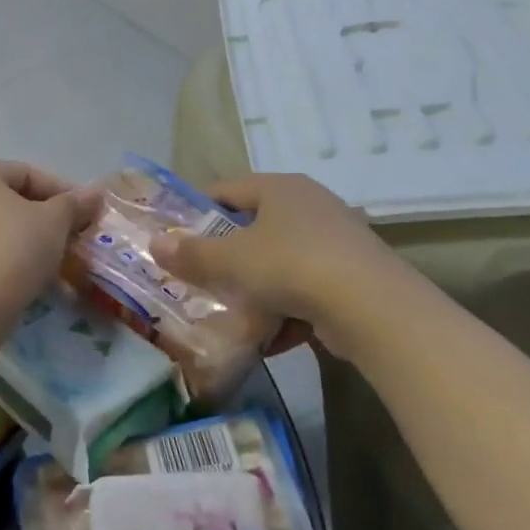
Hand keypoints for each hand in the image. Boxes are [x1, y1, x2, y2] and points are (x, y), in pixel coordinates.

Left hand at [0, 161, 100, 309]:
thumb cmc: (13, 248)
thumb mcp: (54, 222)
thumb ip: (74, 204)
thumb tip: (95, 193)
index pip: (25, 173)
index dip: (61, 191)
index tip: (85, 212)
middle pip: (6, 201)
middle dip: (42, 219)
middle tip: (70, 238)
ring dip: (23, 241)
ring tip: (51, 264)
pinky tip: (20, 279)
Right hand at [147, 174, 416, 356]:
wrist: (374, 309)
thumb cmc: (290, 266)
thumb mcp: (231, 261)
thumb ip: (191, 254)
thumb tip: (155, 244)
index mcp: (279, 188)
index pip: (227, 189)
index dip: (198, 210)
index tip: (176, 236)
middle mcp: (310, 205)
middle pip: (254, 227)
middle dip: (227, 257)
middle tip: (200, 278)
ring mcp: (336, 241)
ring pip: (280, 262)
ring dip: (256, 290)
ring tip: (233, 317)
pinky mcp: (354, 277)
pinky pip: (307, 290)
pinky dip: (287, 312)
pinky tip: (271, 341)